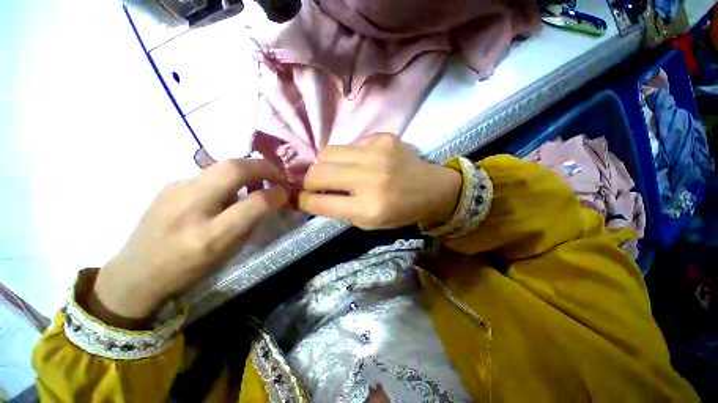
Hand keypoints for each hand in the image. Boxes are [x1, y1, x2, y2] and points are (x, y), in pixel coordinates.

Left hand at [91, 159, 288, 326]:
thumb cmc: (189, 270)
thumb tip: (271, 198)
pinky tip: (226, 192)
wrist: (137, 272)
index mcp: (209, 237)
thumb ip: (252, 222)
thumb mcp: (229, 253)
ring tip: (255, 183)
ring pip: (221, 165)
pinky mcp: (170, 183)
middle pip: (233, 169)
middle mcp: (190, 208)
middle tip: (277, 174)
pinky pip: (209, 173)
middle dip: (264, 166)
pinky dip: (228, 178)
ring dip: (247, 170)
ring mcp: (175, 191)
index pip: (254, 203)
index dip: (276, 194)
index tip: (286, 192)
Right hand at [299, 133, 461, 229]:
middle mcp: (370, 179)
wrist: (432, 189)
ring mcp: (377, 154)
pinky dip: (347, 155)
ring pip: (327, 152)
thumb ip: (340, 209)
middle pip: (318, 172)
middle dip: (309, 180)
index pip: (320, 202)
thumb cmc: (400, 212)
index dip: (304, 200)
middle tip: (314, 184)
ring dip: (324, 164)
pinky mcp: (383, 138)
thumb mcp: (368, 222)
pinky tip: (359, 162)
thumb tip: (314, 195)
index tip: (301, 198)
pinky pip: (349, 144)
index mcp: (368, 208)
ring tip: (334, 171)